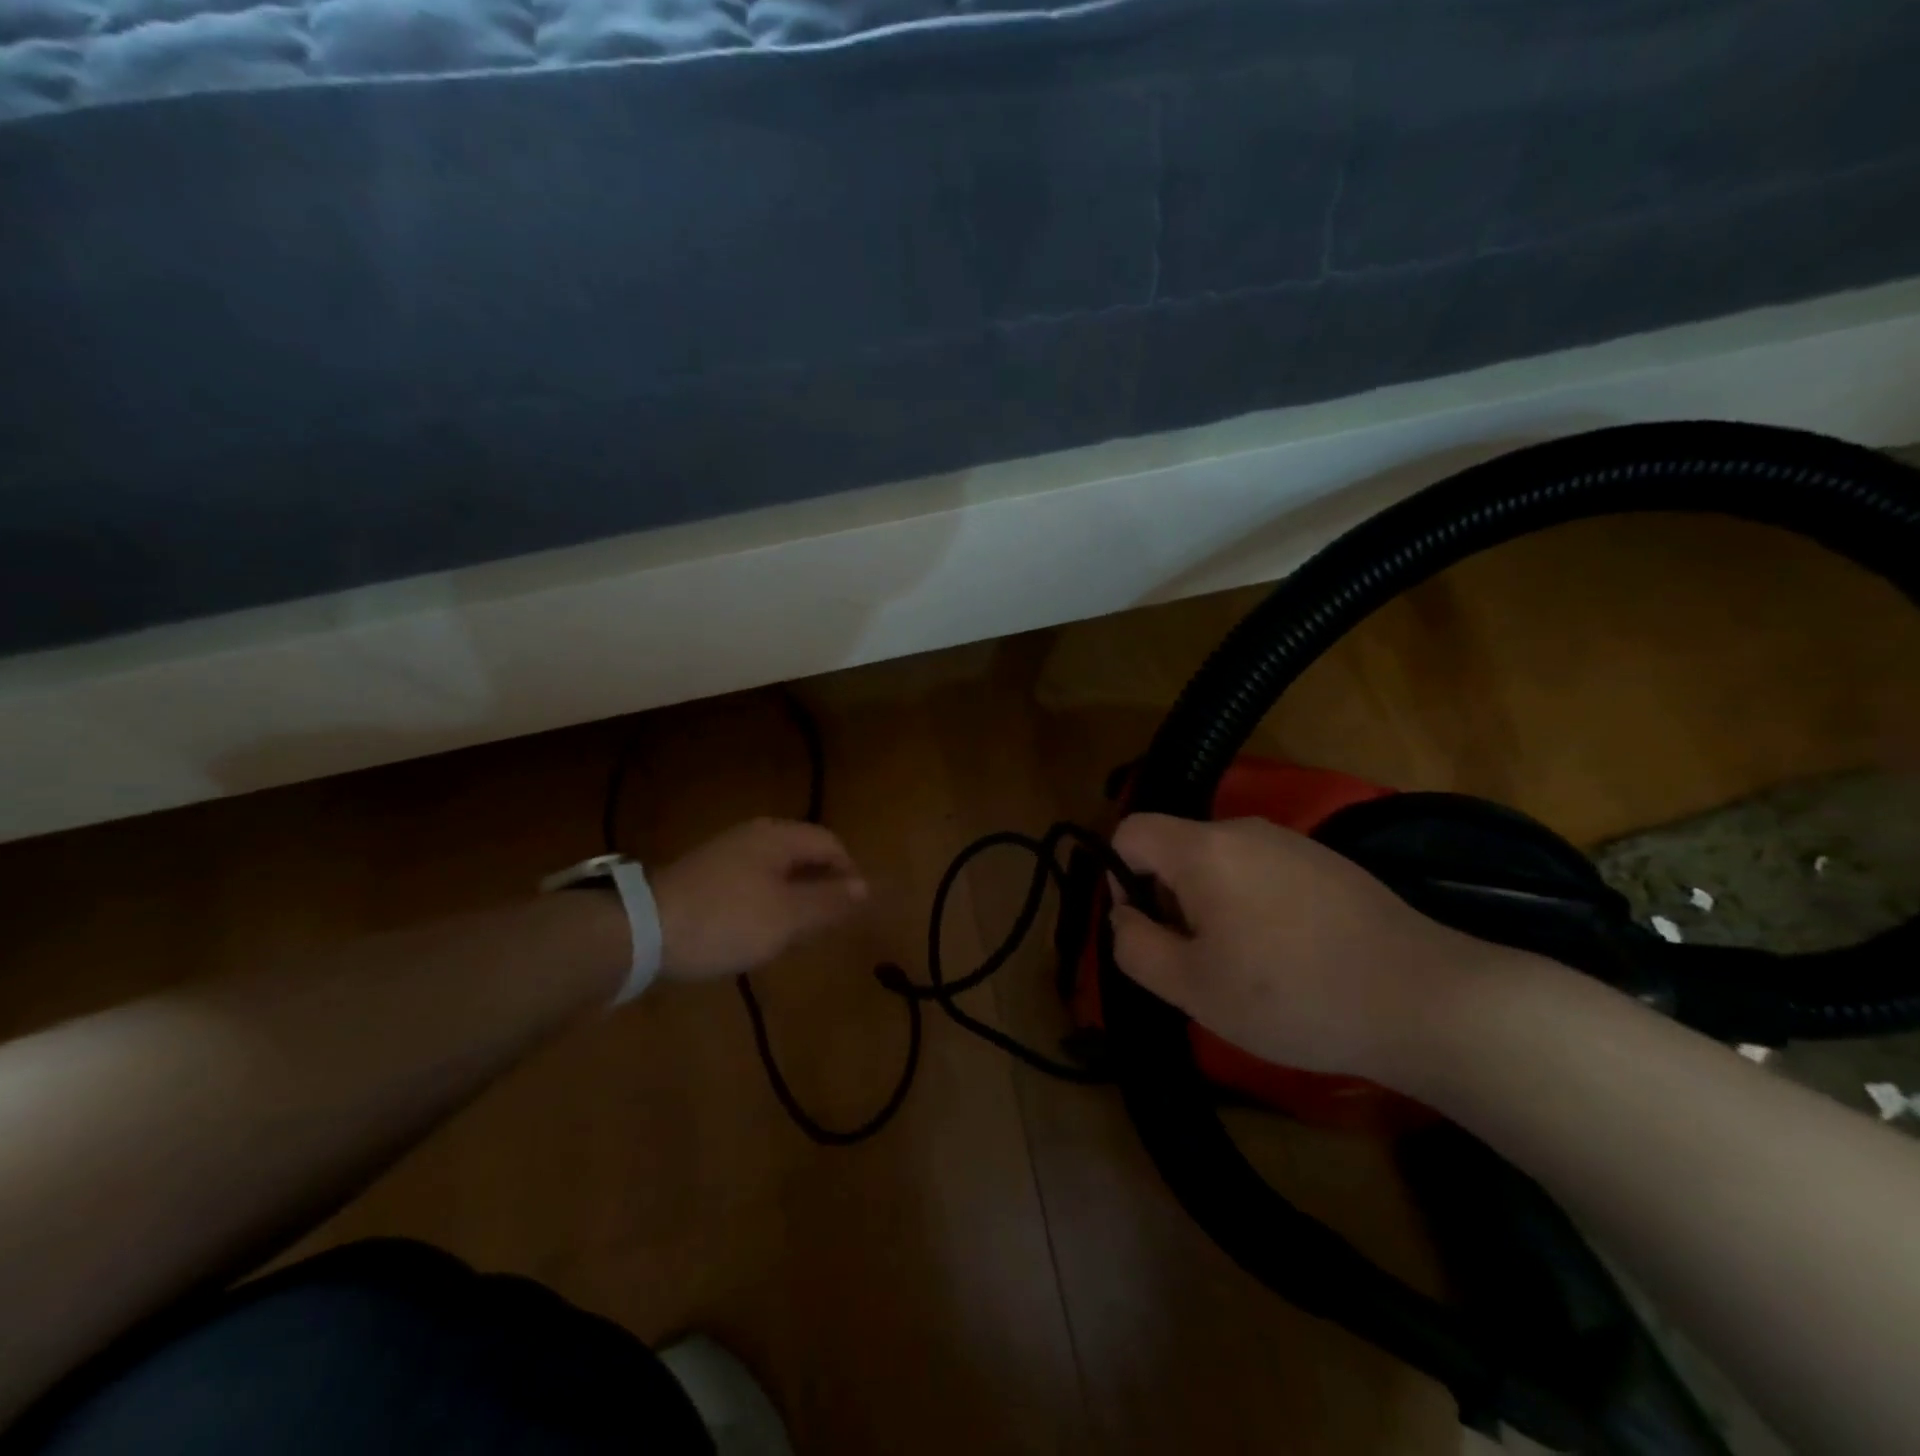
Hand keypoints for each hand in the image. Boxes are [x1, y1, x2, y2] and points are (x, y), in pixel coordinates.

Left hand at [651, 819, 867, 981]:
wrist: (641, 930)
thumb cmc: (726, 920)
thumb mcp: (787, 916)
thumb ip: (828, 901)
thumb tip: (864, 887)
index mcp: (778, 837)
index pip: (830, 843)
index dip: (848, 873)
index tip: (853, 909)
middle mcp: (754, 836)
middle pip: (803, 853)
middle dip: (821, 886)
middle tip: (827, 924)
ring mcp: (726, 853)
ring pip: (777, 870)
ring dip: (794, 896)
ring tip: (796, 932)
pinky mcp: (705, 875)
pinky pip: (752, 882)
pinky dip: (766, 902)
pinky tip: (758, 930)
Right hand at [1108, 813, 1522, 1087]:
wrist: (1426, 1000)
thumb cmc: (1293, 996)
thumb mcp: (1193, 988)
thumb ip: (1135, 946)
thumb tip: (1124, 916)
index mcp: (1204, 848)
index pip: (1130, 831)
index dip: (1120, 878)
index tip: (1151, 929)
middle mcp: (1245, 828)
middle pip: (1175, 848)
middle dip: (1171, 898)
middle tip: (1202, 960)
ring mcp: (1291, 841)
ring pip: (1219, 862)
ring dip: (1212, 905)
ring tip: (1248, 965)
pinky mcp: (1328, 862)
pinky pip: (1261, 871)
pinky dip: (1253, 905)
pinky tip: (1291, 955)